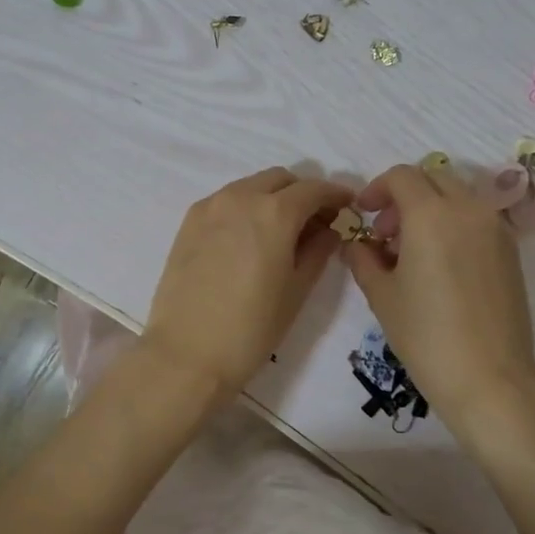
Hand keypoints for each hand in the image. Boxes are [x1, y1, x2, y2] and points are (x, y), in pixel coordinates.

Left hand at [143, 167, 353, 399]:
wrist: (187, 353)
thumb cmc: (251, 327)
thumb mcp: (296, 290)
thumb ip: (318, 251)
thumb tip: (329, 230)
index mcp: (274, 212)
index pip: (313, 190)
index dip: (335, 195)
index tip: (347, 205)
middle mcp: (241, 197)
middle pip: (280, 180)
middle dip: (302, 193)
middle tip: (315, 222)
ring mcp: (210, 207)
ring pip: (250, 186)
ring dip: (272, 198)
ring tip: (281, 231)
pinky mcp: (189, 222)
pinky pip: (226, 201)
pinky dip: (245, 208)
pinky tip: (249, 238)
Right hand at [340, 162, 534, 432]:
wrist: (490, 377)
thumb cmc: (426, 336)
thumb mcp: (382, 296)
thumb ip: (363, 259)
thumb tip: (357, 245)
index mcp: (431, 214)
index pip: (402, 176)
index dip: (376, 189)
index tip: (362, 214)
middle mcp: (468, 209)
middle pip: (432, 178)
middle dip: (403, 196)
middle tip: (384, 233)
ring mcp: (495, 228)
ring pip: (457, 196)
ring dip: (430, 208)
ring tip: (411, 251)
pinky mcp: (511, 250)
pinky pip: (476, 218)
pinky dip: (453, 224)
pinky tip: (439, 265)